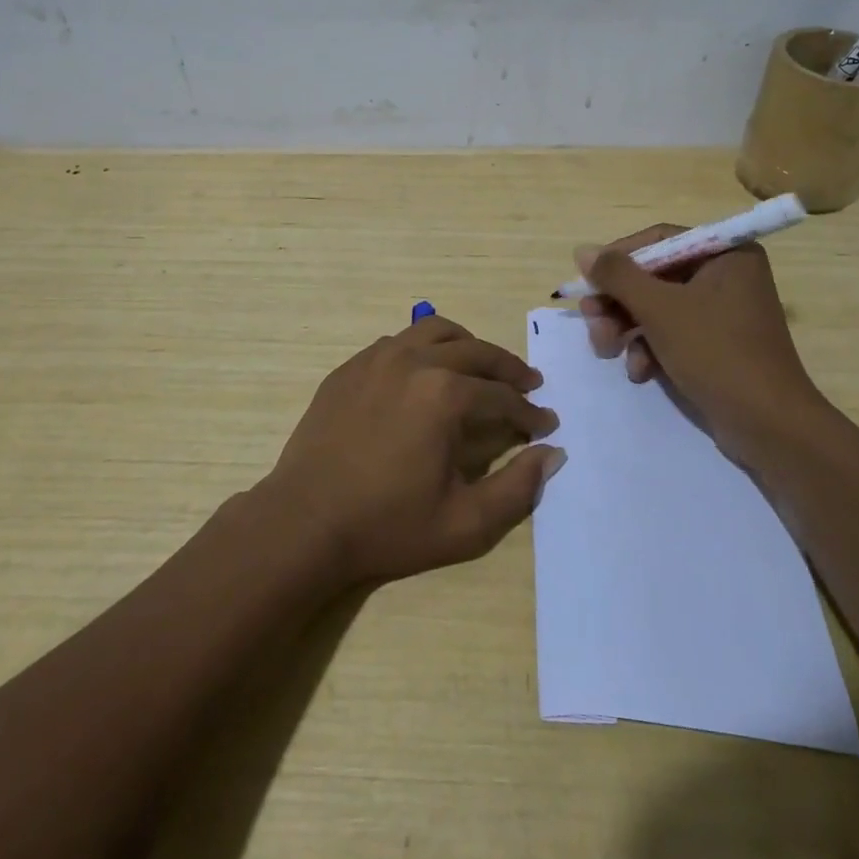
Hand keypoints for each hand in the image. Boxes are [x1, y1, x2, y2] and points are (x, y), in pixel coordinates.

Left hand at [255, 315, 563, 587]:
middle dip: (508, 368)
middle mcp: (413, 362)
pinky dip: (424, 349)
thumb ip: (518, 488)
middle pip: (475, 351)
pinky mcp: (349, 368)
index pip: (501, 394)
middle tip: (528, 384)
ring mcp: (376, 359)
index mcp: (444, 394)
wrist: (305, 522)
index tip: (546, 423)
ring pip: (434, 332)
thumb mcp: (465, 524)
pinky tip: (426, 373)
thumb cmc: (388, 526)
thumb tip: (552, 453)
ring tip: (481, 367)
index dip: (529, 411)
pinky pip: (397, 342)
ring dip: (467, 346)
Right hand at [576, 227, 824, 463]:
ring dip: (626, 328)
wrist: (768, 426)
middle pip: (654, 276)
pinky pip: (671, 333)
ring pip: (657, 307)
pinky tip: (640, 371)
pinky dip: (649, 348)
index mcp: (726, 255)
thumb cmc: (716, 353)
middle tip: (590, 319)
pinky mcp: (716, 345)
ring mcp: (722, 312)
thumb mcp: (660, 309)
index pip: (659, 240)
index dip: (618, 258)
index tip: (588, 280)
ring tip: (606, 351)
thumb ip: (618, 276)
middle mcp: (726, 276)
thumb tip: (582, 250)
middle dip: (618, 302)